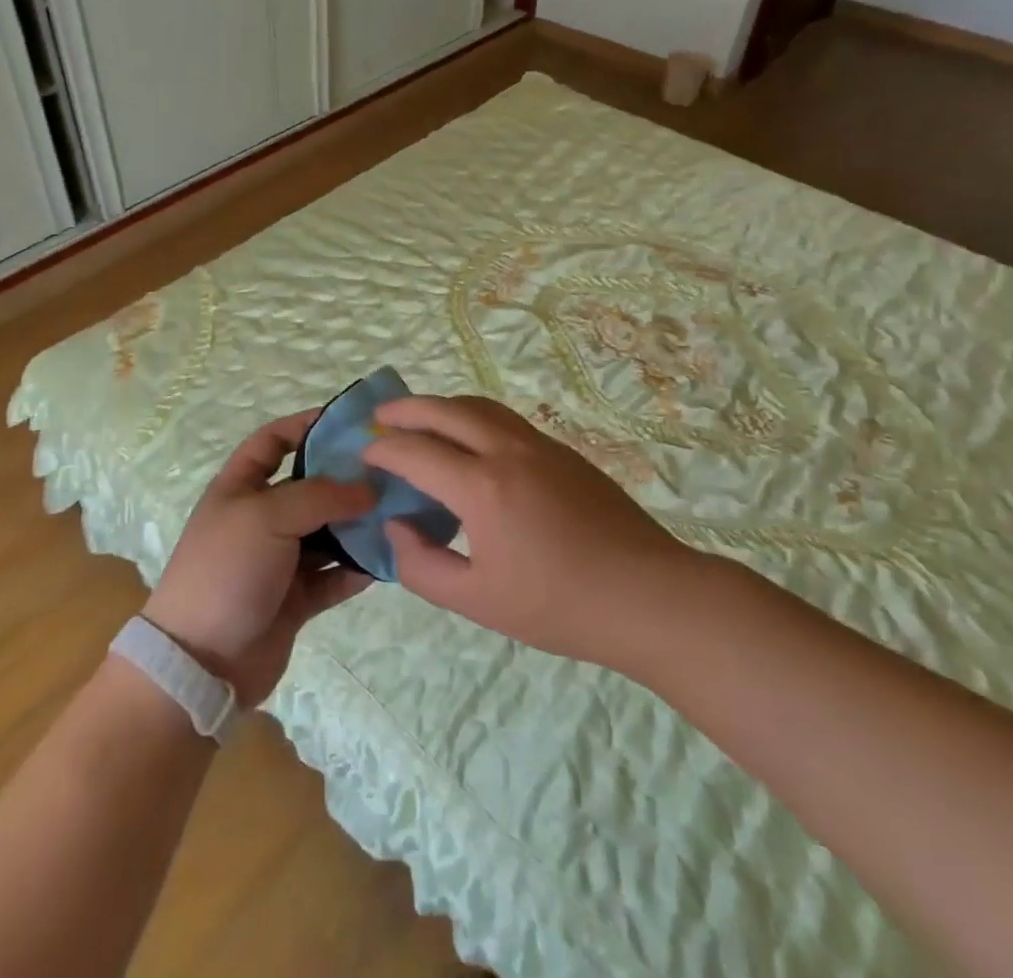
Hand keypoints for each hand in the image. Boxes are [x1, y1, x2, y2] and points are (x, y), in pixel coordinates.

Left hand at [142, 410, 375, 704]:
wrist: (201, 662)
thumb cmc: (227, 569)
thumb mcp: (267, 516)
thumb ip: (320, 496)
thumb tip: (368, 489)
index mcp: (240, 488)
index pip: (272, 441)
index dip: (304, 426)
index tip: (348, 422)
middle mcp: (260, 519)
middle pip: (309, 488)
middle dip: (345, 480)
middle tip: (391, 472)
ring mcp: (278, 561)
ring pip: (326, 534)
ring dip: (357, 526)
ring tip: (400, 514)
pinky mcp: (295, 599)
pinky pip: (333, 577)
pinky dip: (357, 569)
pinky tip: (388, 559)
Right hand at [365, 395, 703, 666]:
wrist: (649, 596)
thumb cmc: (559, 607)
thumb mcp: (478, 602)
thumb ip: (422, 566)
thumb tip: (397, 527)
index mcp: (481, 488)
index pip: (414, 452)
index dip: (382, 449)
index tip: (364, 454)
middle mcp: (506, 451)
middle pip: (444, 410)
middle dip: (405, 409)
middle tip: (380, 417)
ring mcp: (539, 445)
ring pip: (478, 406)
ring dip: (441, 406)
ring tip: (420, 420)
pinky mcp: (562, 451)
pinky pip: (504, 419)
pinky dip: (472, 417)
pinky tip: (470, 441)